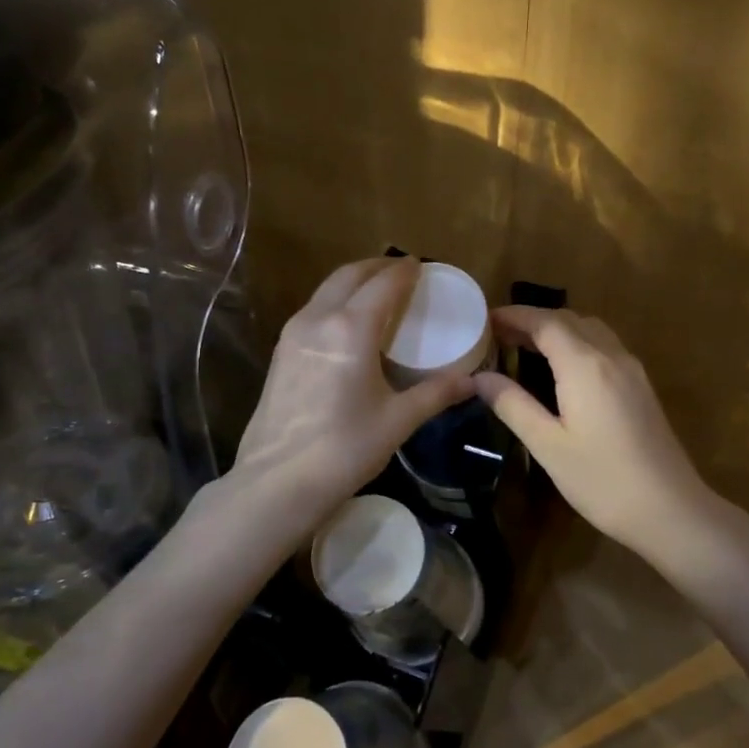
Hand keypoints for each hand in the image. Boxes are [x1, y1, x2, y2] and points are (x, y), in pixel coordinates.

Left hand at [227, 259, 472, 533]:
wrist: (276, 482)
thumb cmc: (345, 449)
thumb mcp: (398, 420)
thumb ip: (436, 393)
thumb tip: (472, 381)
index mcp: (351, 328)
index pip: (384, 283)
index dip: (406, 271)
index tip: (423, 266)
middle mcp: (319, 318)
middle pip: (350, 275)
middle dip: (378, 267)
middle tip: (404, 272)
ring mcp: (294, 333)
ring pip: (327, 289)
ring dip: (355, 281)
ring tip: (379, 292)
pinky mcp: (281, 351)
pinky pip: (314, 309)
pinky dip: (337, 301)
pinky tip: (350, 323)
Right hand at [475, 308, 718, 558]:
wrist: (670, 510)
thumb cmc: (602, 480)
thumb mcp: (548, 445)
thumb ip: (513, 405)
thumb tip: (480, 377)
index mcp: (585, 365)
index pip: (545, 322)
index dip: (514, 316)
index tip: (485, 320)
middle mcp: (611, 356)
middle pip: (569, 319)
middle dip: (533, 319)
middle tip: (498, 334)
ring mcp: (631, 370)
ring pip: (590, 330)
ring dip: (557, 329)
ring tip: (525, 346)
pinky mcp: (641, 386)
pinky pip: (604, 346)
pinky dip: (577, 342)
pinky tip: (562, 368)